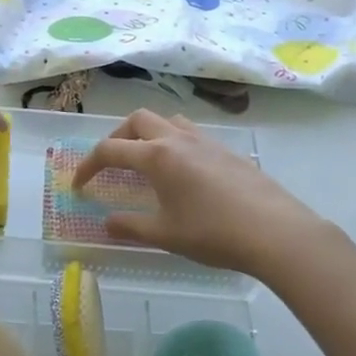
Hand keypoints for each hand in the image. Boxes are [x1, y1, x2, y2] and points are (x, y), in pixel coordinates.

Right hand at [73, 108, 328, 276]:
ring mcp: (206, 142)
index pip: (111, 149)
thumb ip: (131, 227)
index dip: (88, 166)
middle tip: (112, 164)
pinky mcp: (227, 151)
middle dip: (117, 137)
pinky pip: (191, 134)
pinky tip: (182, 173)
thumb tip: (106, 223)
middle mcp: (178, 139)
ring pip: (168, 120)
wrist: (276, 232)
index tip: (79, 185)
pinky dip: (174, 142)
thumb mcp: (165, 235)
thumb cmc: (214, 233)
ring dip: (148, 134)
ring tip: (145, 161)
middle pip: (138, 120)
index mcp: (157, 156)